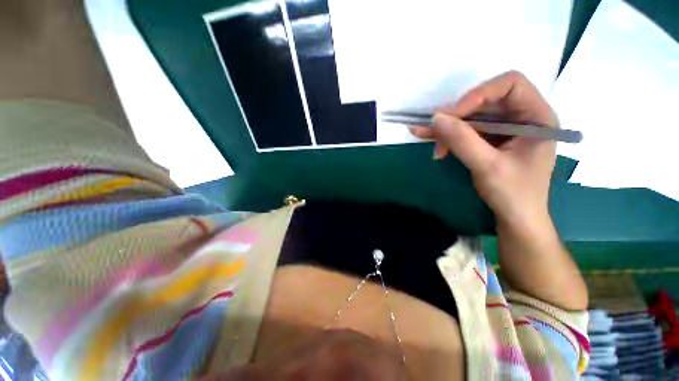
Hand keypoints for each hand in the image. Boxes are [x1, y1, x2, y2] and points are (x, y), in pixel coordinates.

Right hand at [410, 71, 557, 228]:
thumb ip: (463, 140)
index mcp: (537, 117)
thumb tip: (436, 117)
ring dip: (447, 127)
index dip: (479, 94)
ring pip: (472, 117)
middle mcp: (522, 117)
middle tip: (433, 130)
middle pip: (485, 101)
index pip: (510, 85)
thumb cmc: (513, 194)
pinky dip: (448, 136)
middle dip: (457, 116)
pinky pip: (466, 131)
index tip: (452, 115)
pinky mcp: (490, 141)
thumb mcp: (488, 166)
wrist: (515, 218)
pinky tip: (429, 139)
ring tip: (422, 135)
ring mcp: (504, 130)